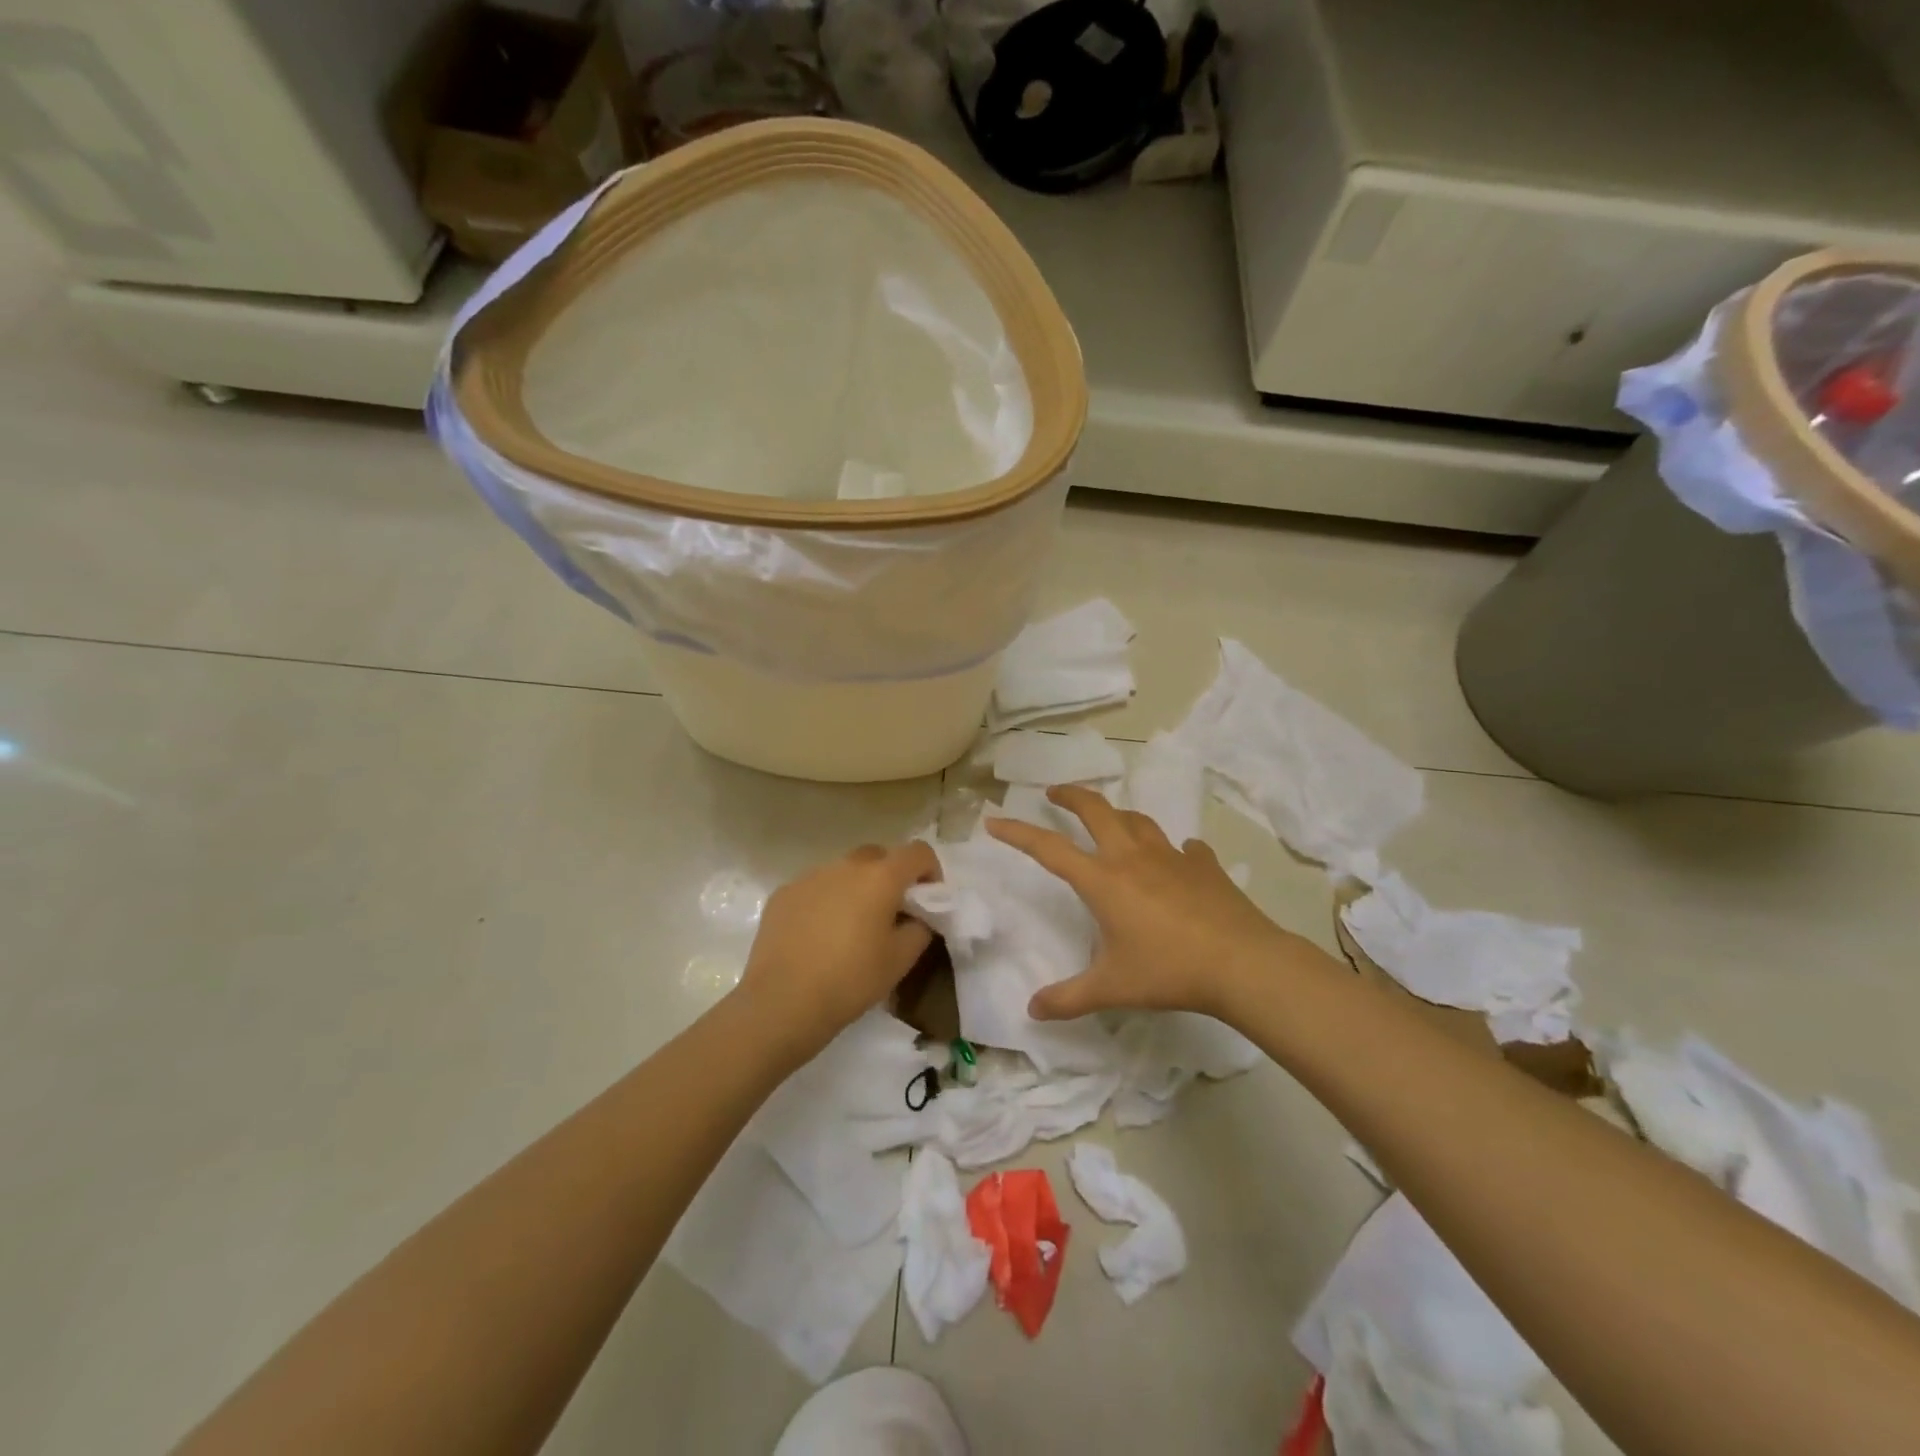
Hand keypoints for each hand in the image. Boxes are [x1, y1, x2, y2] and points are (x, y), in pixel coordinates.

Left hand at [732, 841, 939, 1058]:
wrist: (782, 1002)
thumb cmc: (851, 980)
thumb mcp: (901, 960)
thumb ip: (920, 927)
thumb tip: (917, 915)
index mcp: (880, 877)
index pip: (918, 852)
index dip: (930, 871)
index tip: (927, 900)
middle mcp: (845, 866)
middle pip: (879, 856)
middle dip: (891, 877)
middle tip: (891, 914)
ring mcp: (810, 876)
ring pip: (844, 871)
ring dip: (856, 889)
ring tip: (850, 928)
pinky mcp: (783, 894)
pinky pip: (815, 888)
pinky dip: (825, 902)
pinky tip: (818, 937)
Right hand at [985, 787, 1315, 1021]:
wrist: (1242, 963)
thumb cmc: (1169, 971)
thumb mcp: (1112, 988)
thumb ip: (1068, 999)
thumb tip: (1032, 1011)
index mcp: (1103, 881)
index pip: (1049, 848)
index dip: (1018, 833)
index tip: (994, 821)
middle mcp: (1133, 858)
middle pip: (1096, 810)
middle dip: (1071, 796)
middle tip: (1054, 792)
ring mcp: (1172, 857)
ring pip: (1138, 820)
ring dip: (1118, 815)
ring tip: (1110, 820)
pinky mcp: (1205, 866)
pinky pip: (1185, 848)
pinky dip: (1175, 850)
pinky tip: (1180, 858)